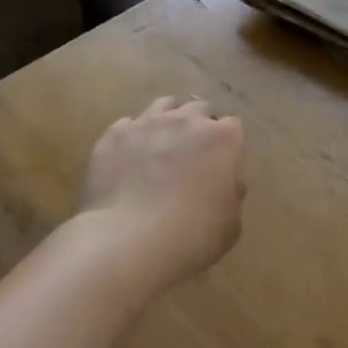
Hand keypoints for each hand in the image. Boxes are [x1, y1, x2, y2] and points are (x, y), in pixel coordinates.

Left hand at [79, 96, 246, 288]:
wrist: (128, 241)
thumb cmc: (191, 235)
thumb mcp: (230, 224)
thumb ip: (232, 196)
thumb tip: (228, 184)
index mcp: (222, 139)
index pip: (234, 127)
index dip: (229, 145)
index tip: (223, 165)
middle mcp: (186, 121)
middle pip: (199, 109)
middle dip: (200, 126)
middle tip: (194, 154)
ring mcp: (147, 124)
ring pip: (164, 106)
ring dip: (168, 120)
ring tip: (162, 145)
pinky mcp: (114, 135)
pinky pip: (128, 125)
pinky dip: (133, 137)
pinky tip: (130, 158)